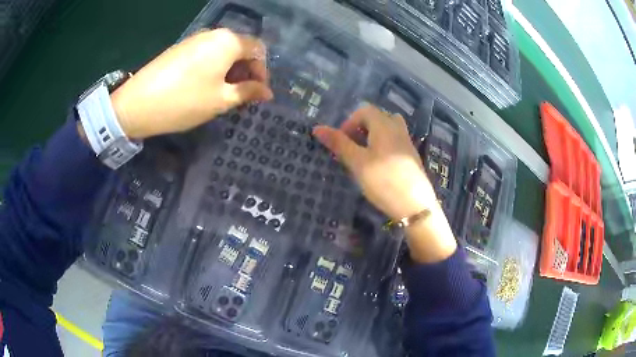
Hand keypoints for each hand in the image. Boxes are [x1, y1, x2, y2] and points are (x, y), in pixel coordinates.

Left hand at [111, 29, 273, 139]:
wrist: (137, 103)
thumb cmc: (184, 101)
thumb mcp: (221, 100)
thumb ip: (248, 92)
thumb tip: (267, 92)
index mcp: (228, 41)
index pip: (258, 49)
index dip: (263, 71)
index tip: (258, 93)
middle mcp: (213, 33)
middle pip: (240, 48)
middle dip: (246, 71)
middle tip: (241, 96)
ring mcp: (195, 39)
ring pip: (223, 51)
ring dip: (230, 71)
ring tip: (223, 94)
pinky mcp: (181, 48)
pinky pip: (206, 54)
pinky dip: (214, 68)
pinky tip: (205, 86)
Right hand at [313, 105, 434, 219]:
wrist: (414, 205)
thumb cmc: (383, 180)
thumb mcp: (357, 162)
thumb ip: (339, 143)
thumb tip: (317, 128)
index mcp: (384, 125)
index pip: (364, 110)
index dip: (349, 122)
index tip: (341, 142)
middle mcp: (398, 128)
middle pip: (377, 118)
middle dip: (361, 129)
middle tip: (352, 148)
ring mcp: (407, 142)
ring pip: (387, 129)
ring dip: (373, 137)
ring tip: (364, 156)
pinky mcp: (411, 156)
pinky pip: (395, 142)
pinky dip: (383, 146)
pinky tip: (379, 167)